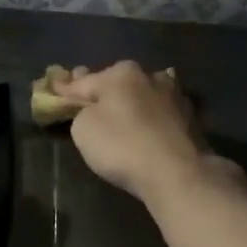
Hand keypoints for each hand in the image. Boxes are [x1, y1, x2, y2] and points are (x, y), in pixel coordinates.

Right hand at [51, 62, 239, 203]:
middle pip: (117, 84)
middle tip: (88, 101)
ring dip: (131, 103)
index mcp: (121, 73)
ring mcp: (175, 96)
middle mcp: (150, 76)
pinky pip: (159, 115)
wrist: (177, 173)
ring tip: (120, 116)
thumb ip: (82, 112)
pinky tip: (146, 128)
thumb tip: (93, 109)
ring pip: (142, 96)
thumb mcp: (83, 129)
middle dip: (103, 92)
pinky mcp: (191, 119)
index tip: (55, 90)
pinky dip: (149, 119)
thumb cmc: (122, 146)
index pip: (84, 81)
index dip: (66, 89)